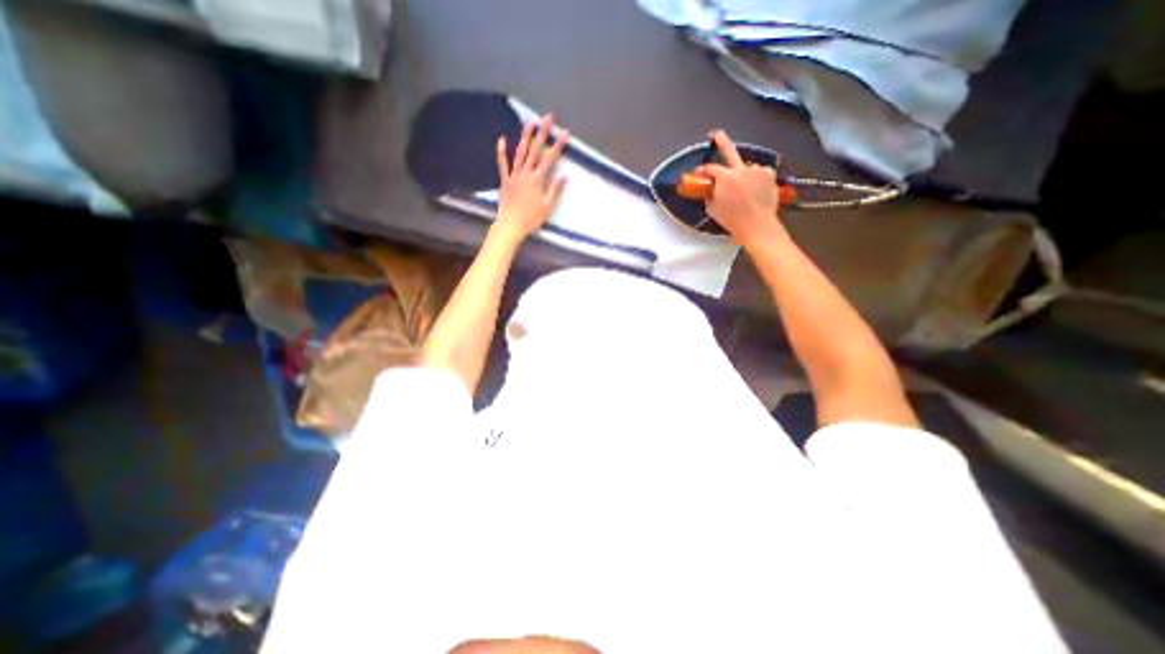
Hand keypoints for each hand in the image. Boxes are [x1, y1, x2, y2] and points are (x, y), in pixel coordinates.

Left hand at [490, 113, 568, 242]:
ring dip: (525, 137)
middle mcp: (525, 174)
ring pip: (520, 153)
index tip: (564, 133)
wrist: (511, 225)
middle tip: (547, 117)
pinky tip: (502, 139)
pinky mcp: (505, 180)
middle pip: (535, 150)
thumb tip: (564, 177)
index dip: (558, 145)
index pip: (550, 159)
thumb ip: (555, 190)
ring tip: (530, 122)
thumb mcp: (547, 207)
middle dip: (542, 133)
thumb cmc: (531, 219)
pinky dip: (501, 152)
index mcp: (537, 180)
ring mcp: (514, 175)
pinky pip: (502, 164)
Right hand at [695, 127, 785, 247]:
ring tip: (743, 188)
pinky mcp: (769, 174)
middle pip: (729, 150)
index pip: (710, 169)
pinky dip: (755, 179)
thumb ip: (710, 195)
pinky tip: (755, 190)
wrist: (757, 225)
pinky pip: (759, 173)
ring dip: (742, 174)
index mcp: (725, 178)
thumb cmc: (732, 220)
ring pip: (746, 167)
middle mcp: (741, 169)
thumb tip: (709, 190)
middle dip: (721, 140)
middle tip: (715, 133)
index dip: (703, 170)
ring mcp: (757, 170)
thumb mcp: (713, 209)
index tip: (698, 173)